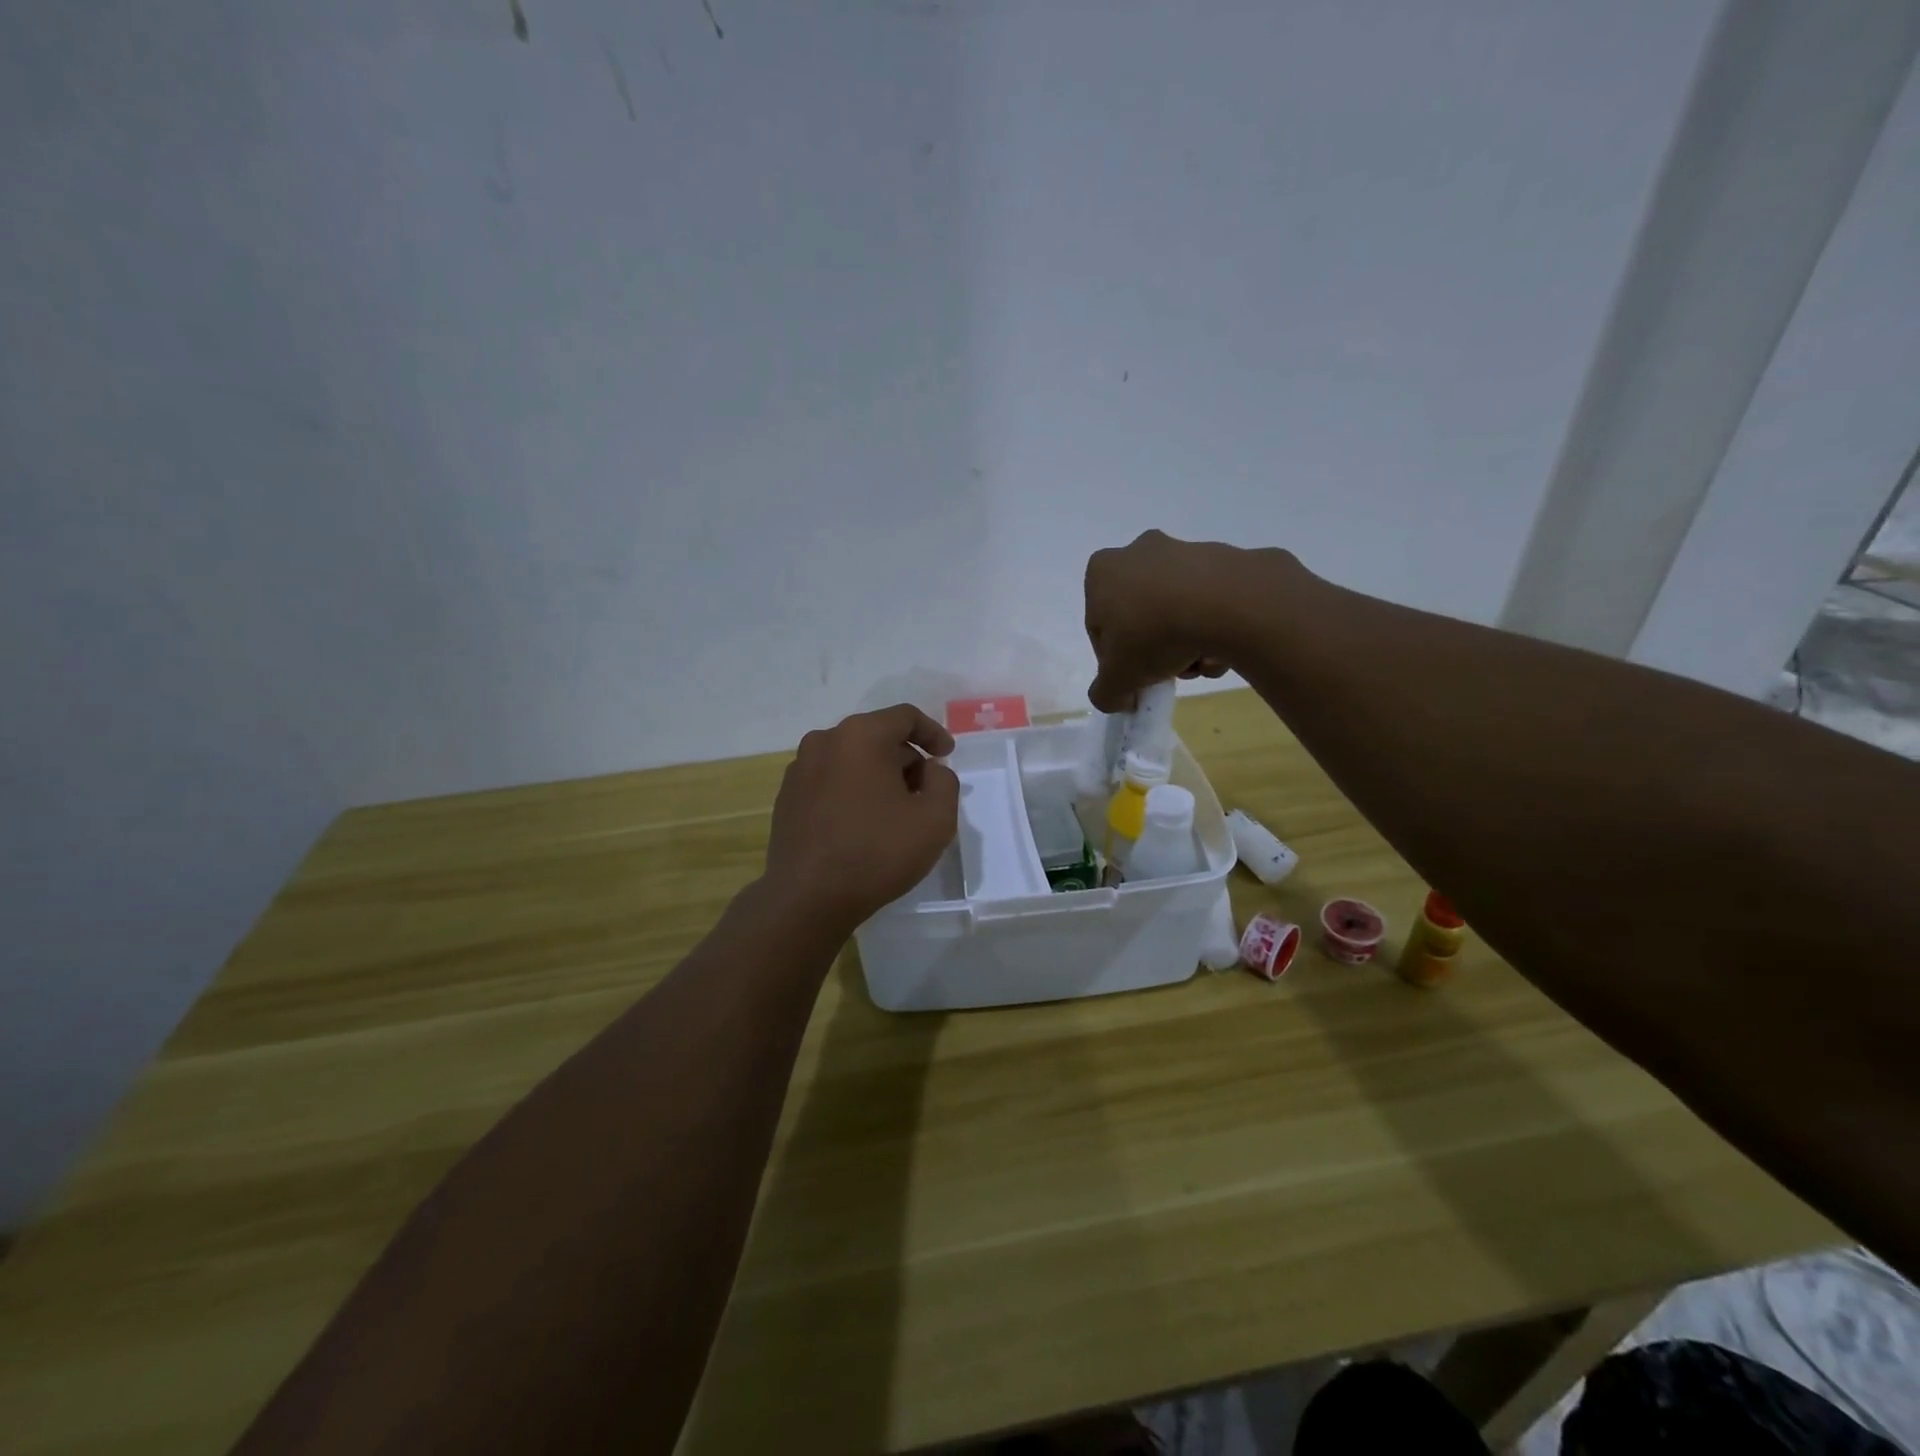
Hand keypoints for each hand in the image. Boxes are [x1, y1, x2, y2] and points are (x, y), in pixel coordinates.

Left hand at [762, 704, 959, 937]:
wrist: (808, 898)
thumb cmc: (877, 852)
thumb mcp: (935, 818)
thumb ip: (944, 782)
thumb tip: (929, 771)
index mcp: (860, 735)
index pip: (905, 717)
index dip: (933, 733)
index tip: (947, 757)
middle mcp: (824, 741)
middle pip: (877, 737)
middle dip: (906, 759)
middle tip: (925, 793)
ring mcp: (799, 769)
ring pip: (852, 759)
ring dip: (878, 776)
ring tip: (895, 812)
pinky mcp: (787, 798)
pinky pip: (830, 781)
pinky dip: (852, 791)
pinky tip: (863, 825)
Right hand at [1085, 530, 1246, 711]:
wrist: (1226, 603)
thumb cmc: (1153, 634)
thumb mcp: (1117, 680)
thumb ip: (1106, 693)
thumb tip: (1117, 697)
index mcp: (1102, 573)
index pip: (1100, 627)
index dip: (1115, 660)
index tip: (1134, 678)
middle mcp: (1138, 552)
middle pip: (1141, 615)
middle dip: (1155, 648)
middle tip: (1169, 671)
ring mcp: (1182, 550)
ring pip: (1176, 610)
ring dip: (1186, 643)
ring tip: (1201, 664)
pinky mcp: (1222, 558)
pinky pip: (1209, 601)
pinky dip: (1214, 627)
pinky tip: (1224, 649)